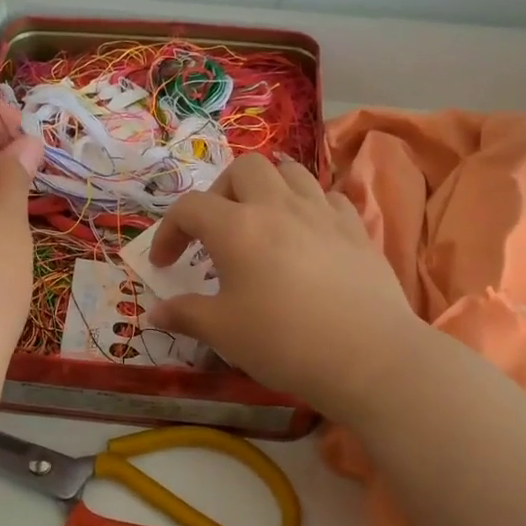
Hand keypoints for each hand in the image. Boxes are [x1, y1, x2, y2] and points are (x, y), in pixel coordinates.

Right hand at [147, 153, 425, 422]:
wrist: (368, 356)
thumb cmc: (284, 342)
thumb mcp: (224, 333)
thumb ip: (186, 315)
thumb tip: (156, 312)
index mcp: (237, 228)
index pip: (190, 208)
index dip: (169, 231)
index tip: (164, 264)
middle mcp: (278, 206)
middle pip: (243, 168)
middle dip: (221, 192)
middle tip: (216, 230)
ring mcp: (322, 213)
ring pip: (290, 171)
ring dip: (267, 187)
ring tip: (262, 221)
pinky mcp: (356, 228)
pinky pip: (327, 197)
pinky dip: (309, 205)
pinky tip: (307, 234)